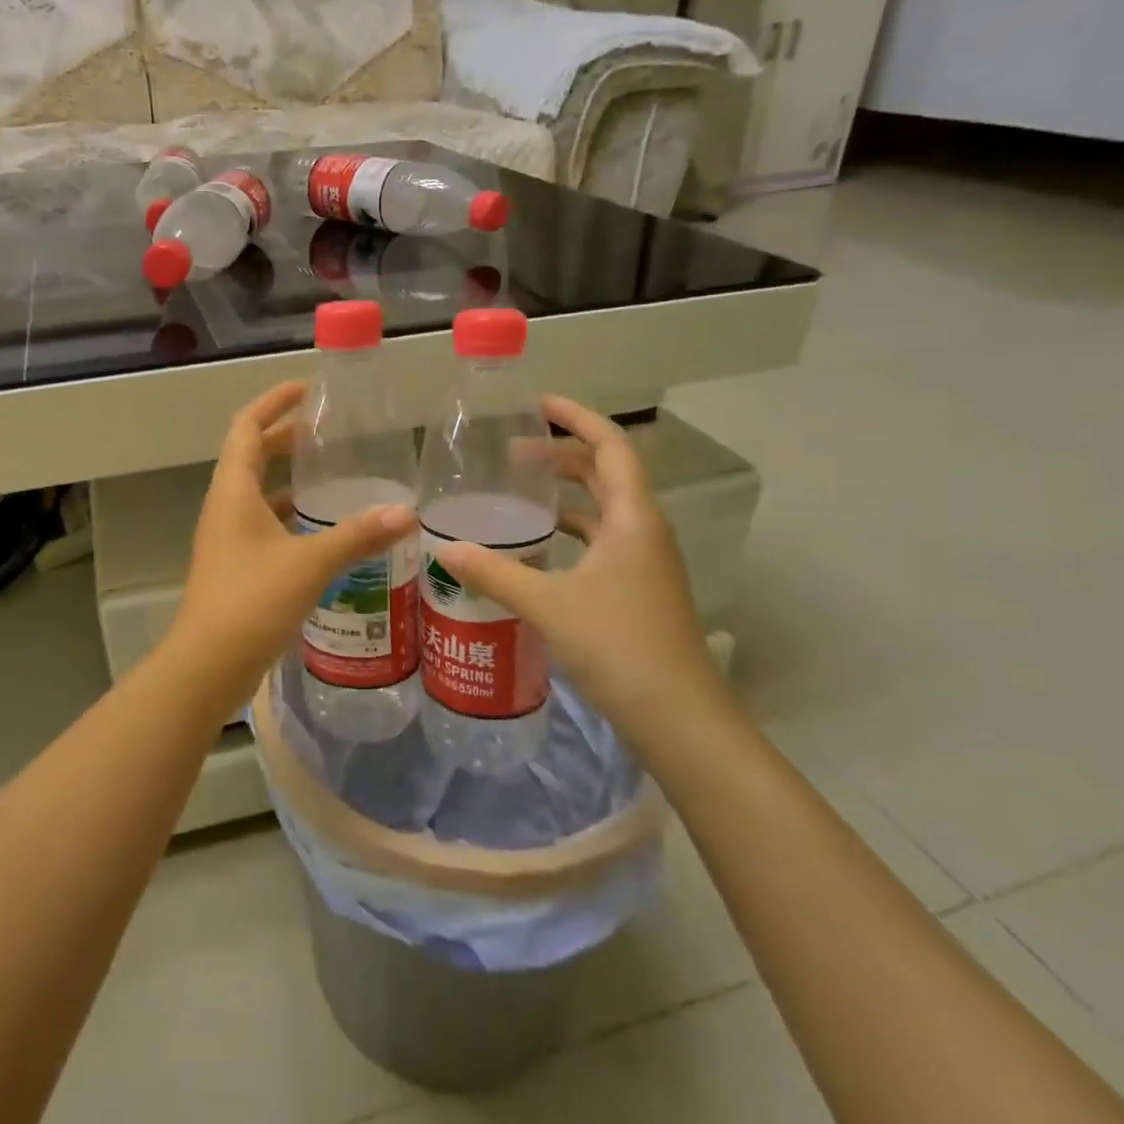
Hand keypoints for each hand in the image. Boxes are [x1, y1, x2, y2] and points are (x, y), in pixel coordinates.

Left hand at [162, 382, 416, 710]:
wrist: (206, 666)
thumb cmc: (251, 601)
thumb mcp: (309, 563)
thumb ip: (357, 535)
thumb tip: (407, 513)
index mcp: (233, 490)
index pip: (246, 426)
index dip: (273, 402)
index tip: (307, 389)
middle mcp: (226, 505)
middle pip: (252, 454)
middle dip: (287, 436)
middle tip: (330, 430)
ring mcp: (228, 536)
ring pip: (260, 491)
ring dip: (290, 478)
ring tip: (334, 473)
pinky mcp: (237, 564)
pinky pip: (265, 524)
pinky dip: (291, 515)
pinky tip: (325, 529)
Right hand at [434, 396, 725, 752]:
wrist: (679, 719)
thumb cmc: (619, 646)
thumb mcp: (547, 603)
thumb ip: (494, 572)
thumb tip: (444, 548)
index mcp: (632, 518)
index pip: (610, 446)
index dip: (578, 418)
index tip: (539, 404)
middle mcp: (643, 531)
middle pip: (606, 473)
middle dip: (563, 454)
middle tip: (514, 452)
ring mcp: (644, 562)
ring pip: (604, 509)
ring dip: (567, 493)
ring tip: (521, 491)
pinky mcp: (637, 590)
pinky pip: (601, 541)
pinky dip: (571, 531)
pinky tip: (538, 548)